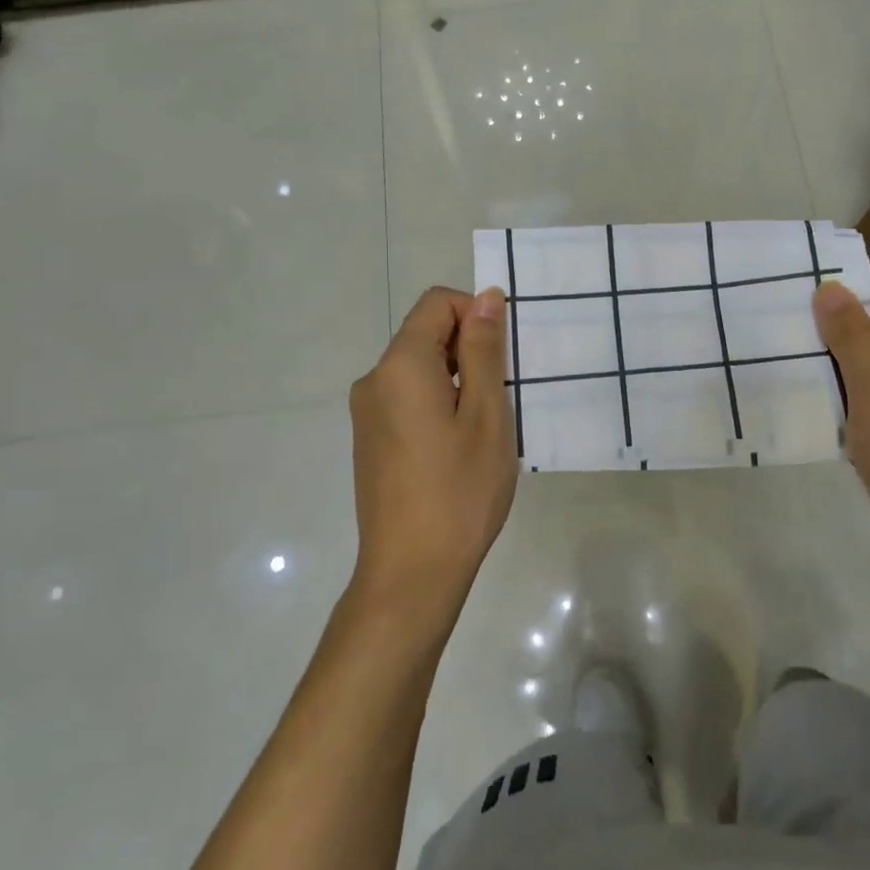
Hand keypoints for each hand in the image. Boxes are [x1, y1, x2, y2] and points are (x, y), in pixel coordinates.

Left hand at [348, 286, 517, 619]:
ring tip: (482, 430)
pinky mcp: (369, 440)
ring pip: (419, 369)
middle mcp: (374, 380)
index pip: (437, 304)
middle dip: (468, 351)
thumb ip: (484, 350)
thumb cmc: (460, 491)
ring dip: (457, 381)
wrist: (411, 572)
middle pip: (425, 334)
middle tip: (500, 399)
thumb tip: (485, 297)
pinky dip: (438, 405)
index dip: (476, 314)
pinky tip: (457, 449)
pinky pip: (407, 399)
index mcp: (400, 365)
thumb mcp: (486, 414)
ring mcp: (367, 413)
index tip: (503, 358)